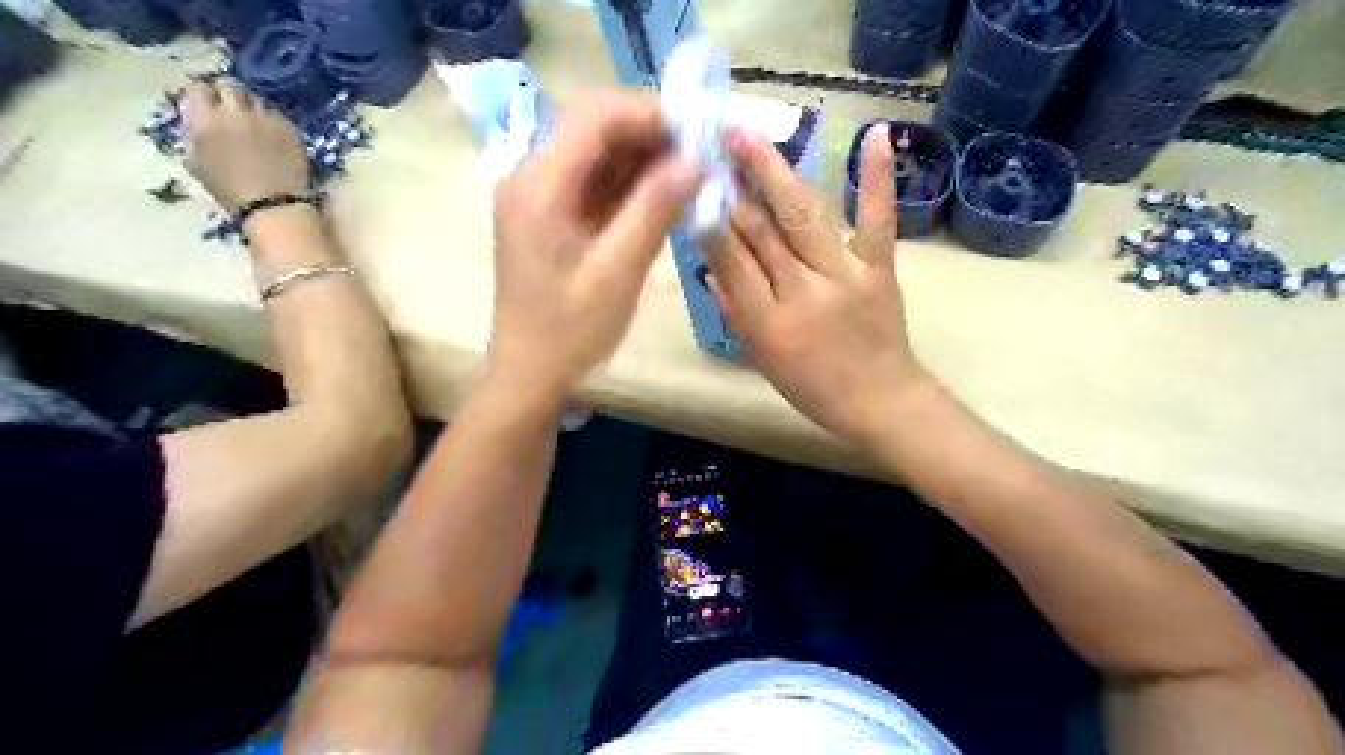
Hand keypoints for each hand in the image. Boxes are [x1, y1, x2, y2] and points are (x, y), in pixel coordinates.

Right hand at [180, 79, 305, 212]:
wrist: (273, 205)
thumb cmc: (230, 190)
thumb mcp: (195, 160)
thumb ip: (193, 132)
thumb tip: (196, 117)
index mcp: (204, 119)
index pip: (198, 88)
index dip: (203, 95)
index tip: (207, 103)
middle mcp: (234, 112)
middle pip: (229, 86)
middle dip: (228, 94)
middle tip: (232, 109)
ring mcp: (265, 118)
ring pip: (256, 99)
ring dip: (252, 107)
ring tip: (255, 124)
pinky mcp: (289, 128)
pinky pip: (277, 115)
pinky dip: (273, 121)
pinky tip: (274, 136)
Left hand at [493, 93, 703, 400]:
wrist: (529, 375)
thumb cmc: (569, 333)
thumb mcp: (617, 272)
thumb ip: (654, 209)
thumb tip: (696, 159)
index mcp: (538, 186)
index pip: (595, 117)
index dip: (650, 114)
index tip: (699, 132)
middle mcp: (530, 178)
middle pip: (594, 128)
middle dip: (650, 134)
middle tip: (702, 154)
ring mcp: (538, 196)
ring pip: (596, 154)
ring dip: (643, 158)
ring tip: (691, 174)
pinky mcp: (549, 216)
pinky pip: (592, 183)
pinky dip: (629, 184)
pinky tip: (663, 196)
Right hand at [706, 120, 937, 440]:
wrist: (881, 401)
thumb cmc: (812, 387)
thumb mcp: (761, 358)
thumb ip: (736, 310)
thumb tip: (710, 265)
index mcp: (768, 324)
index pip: (732, 263)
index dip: (710, 221)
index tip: (689, 184)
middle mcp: (804, 294)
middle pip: (762, 234)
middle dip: (733, 188)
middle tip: (709, 147)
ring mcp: (846, 276)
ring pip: (804, 216)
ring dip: (774, 172)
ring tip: (748, 135)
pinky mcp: (879, 267)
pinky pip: (877, 219)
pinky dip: (876, 177)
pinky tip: (876, 133)